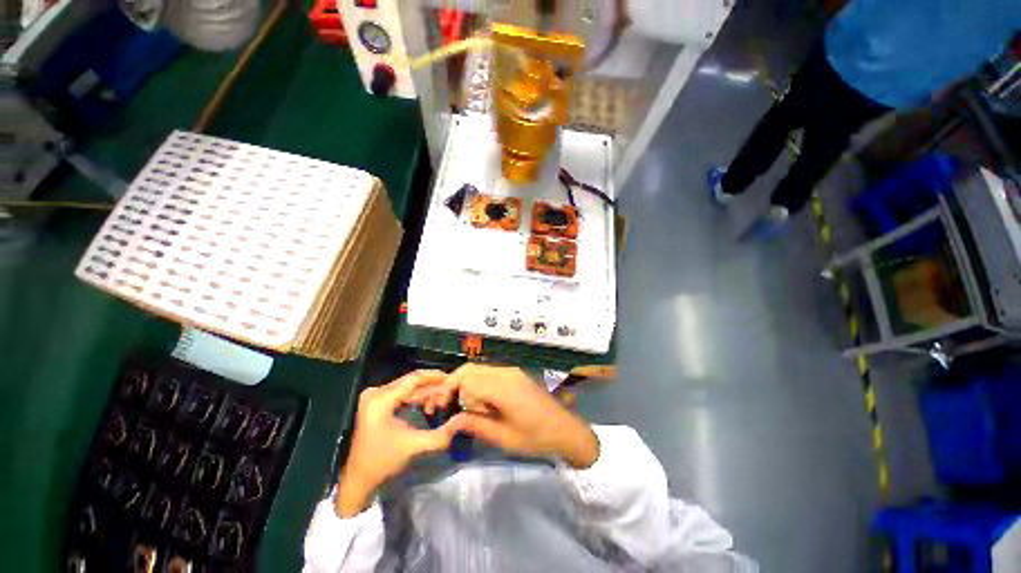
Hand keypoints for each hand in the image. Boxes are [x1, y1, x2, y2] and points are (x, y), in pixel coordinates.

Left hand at [335, 371, 462, 516]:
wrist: (357, 480)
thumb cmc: (382, 462)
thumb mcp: (414, 446)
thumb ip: (440, 434)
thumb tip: (461, 421)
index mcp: (381, 399)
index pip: (413, 379)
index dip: (434, 377)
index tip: (451, 378)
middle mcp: (376, 393)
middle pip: (410, 381)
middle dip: (432, 386)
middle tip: (449, 390)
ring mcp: (374, 397)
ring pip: (407, 387)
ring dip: (425, 392)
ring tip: (442, 398)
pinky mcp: (376, 404)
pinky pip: (401, 394)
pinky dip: (415, 398)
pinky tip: (428, 404)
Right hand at [445, 364, 598, 468]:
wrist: (566, 429)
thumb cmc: (536, 438)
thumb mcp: (504, 437)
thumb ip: (475, 425)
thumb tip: (451, 421)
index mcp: (502, 387)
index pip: (466, 379)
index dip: (448, 390)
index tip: (438, 407)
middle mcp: (506, 373)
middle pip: (471, 369)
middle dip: (454, 384)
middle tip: (447, 405)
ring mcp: (512, 371)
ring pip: (480, 370)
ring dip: (466, 384)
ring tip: (463, 407)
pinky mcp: (516, 374)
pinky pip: (490, 373)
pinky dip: (479, 383)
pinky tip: (481, 402)